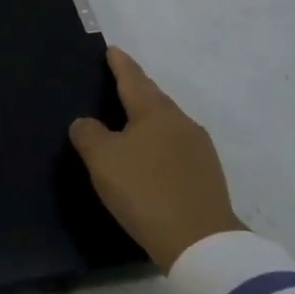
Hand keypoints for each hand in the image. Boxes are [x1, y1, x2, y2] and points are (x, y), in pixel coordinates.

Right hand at [69, 46, 243, 270]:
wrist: (201, 244)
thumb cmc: (145, 191)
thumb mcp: (102, 160)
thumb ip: (88, 134)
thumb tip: (86, 123)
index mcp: (154, 111)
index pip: (132, 78)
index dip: (120, 63)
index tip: (112, 50)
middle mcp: (180, 122)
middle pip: (153, 98)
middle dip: (136, 88)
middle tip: (119, 81)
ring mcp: (199, 149)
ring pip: (167, 122)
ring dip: (149, 117)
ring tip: (132, 120)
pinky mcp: (208, 176)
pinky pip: (177, 146)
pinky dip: (161, 142)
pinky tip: (152, 155)